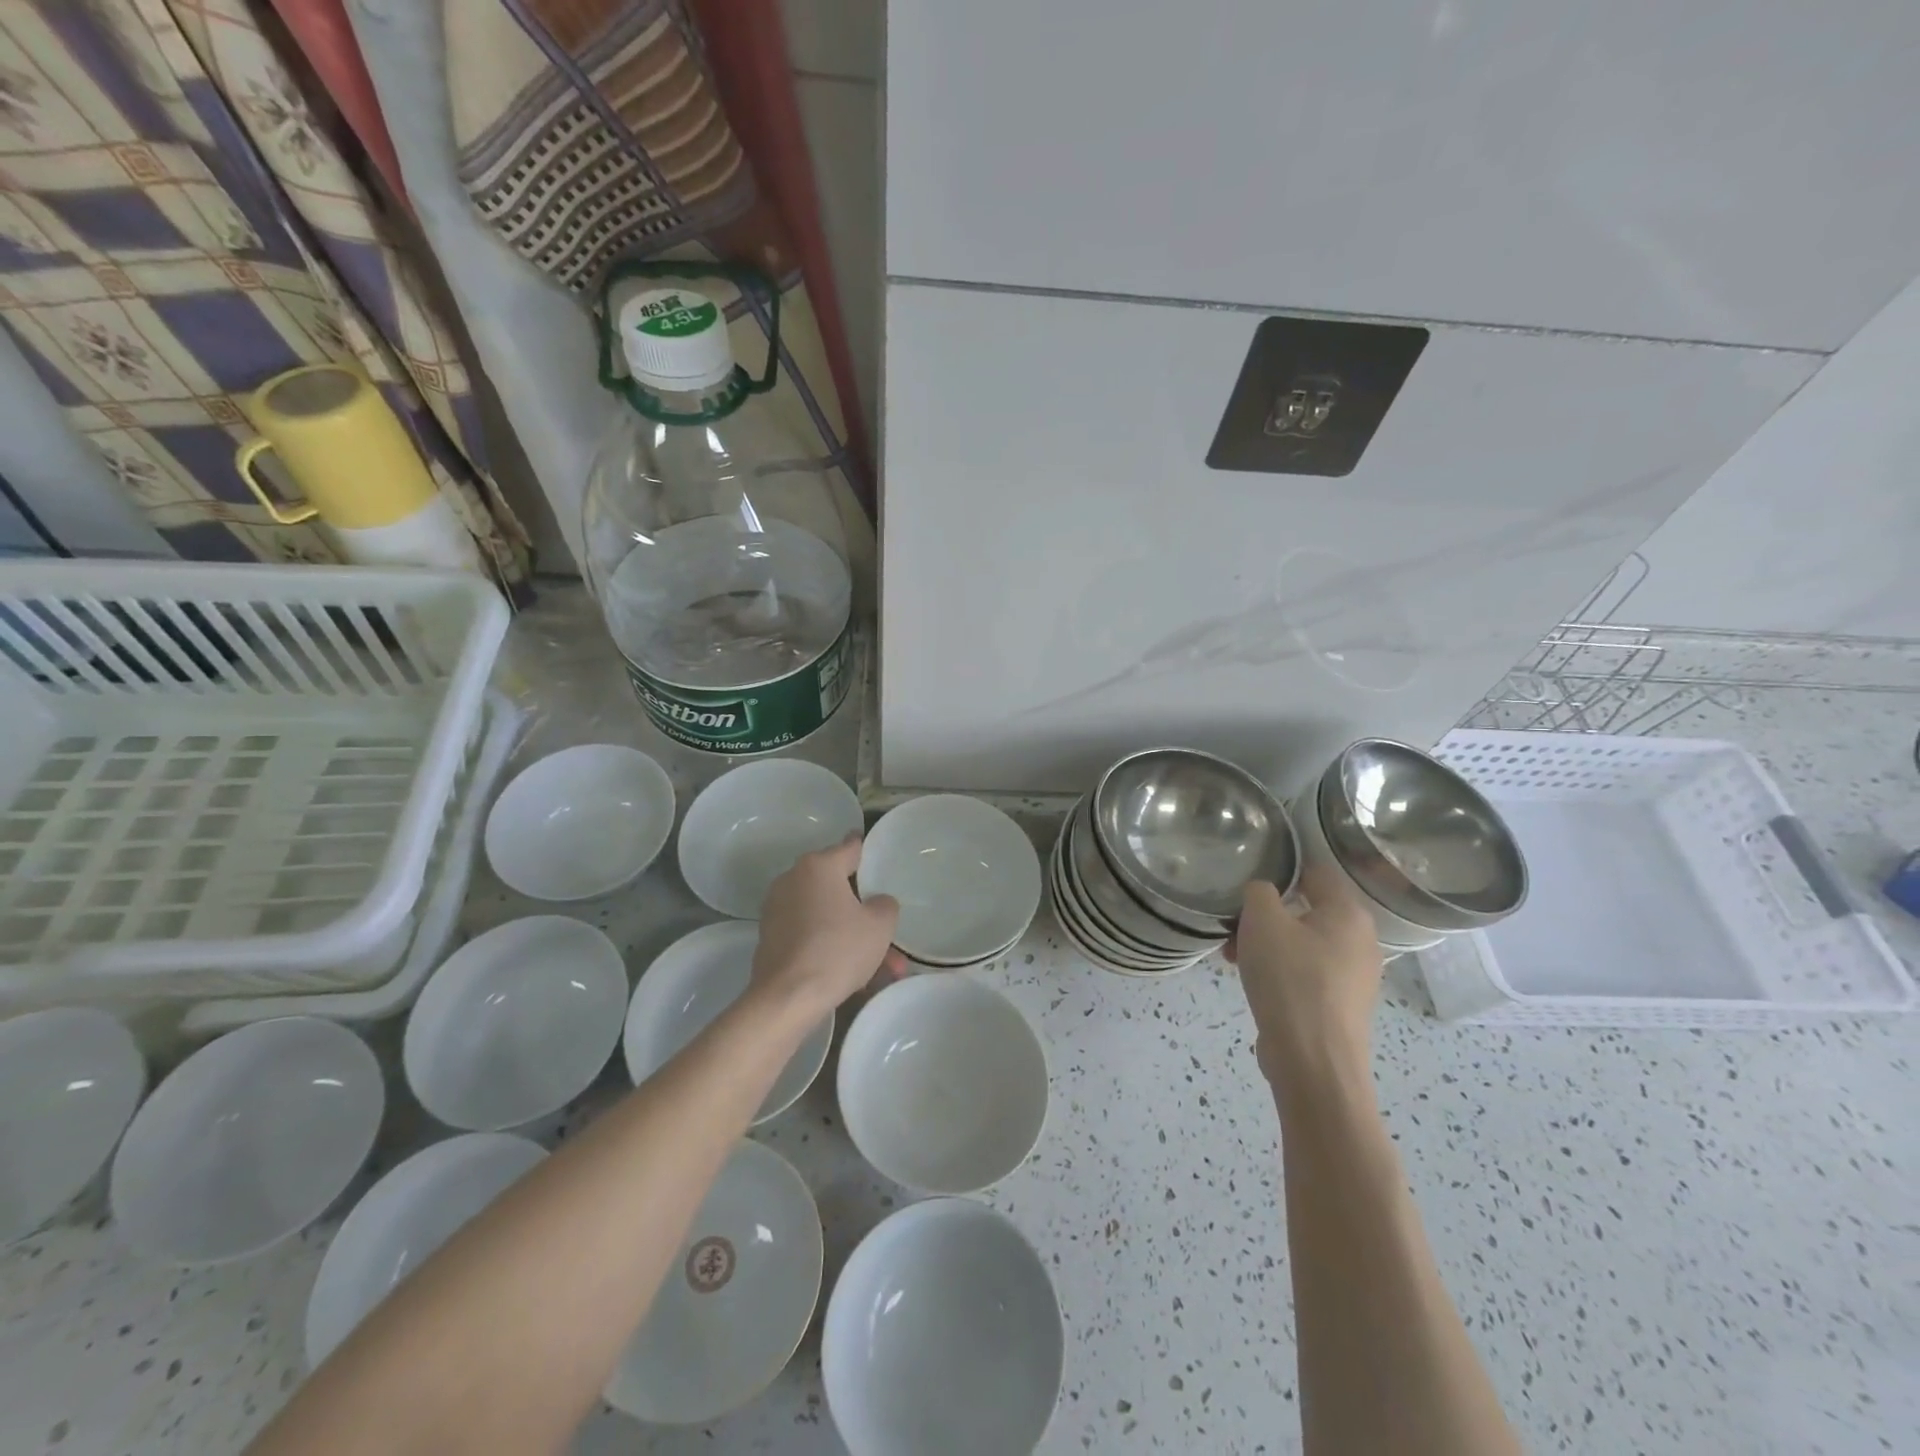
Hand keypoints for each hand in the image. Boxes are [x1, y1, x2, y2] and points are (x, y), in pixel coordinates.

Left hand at [752, 836, 904, 1019]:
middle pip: (837, 887)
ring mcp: (777, 909)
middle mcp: (793, 879)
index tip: (871, 849)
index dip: (864, 849)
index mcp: (819, 866)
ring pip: (826, 917)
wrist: (788, 998)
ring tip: (882, 969)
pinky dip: (830, 947)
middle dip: (864, 910)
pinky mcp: (770, 937)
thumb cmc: (838, 950)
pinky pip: (810, 934)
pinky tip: (853, 975)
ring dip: (851, 936)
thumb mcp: (880, 925)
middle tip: (886, 930)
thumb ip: (885, 904)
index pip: (849, 847)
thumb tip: (876, 902)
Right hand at [1225, 861, 1382, 1084]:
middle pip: (1306, 911)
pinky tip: (1252, 982)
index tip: (1249, 877)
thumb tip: (1264, 893)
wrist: (1312, 1060)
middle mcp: (1361, 941)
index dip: (1281, 869)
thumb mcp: (1262, 921)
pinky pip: (1306, 973)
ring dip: (1266, 944)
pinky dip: (1279, 970)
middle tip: (1234, 925)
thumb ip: (1260, 892)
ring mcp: (1355, 977)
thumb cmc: (1289, 978)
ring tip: (1232, 957)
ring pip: (1302, 944)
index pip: (1316, 872)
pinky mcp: (1341, 1006)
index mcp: (1349, 913)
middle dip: (1265, 915)